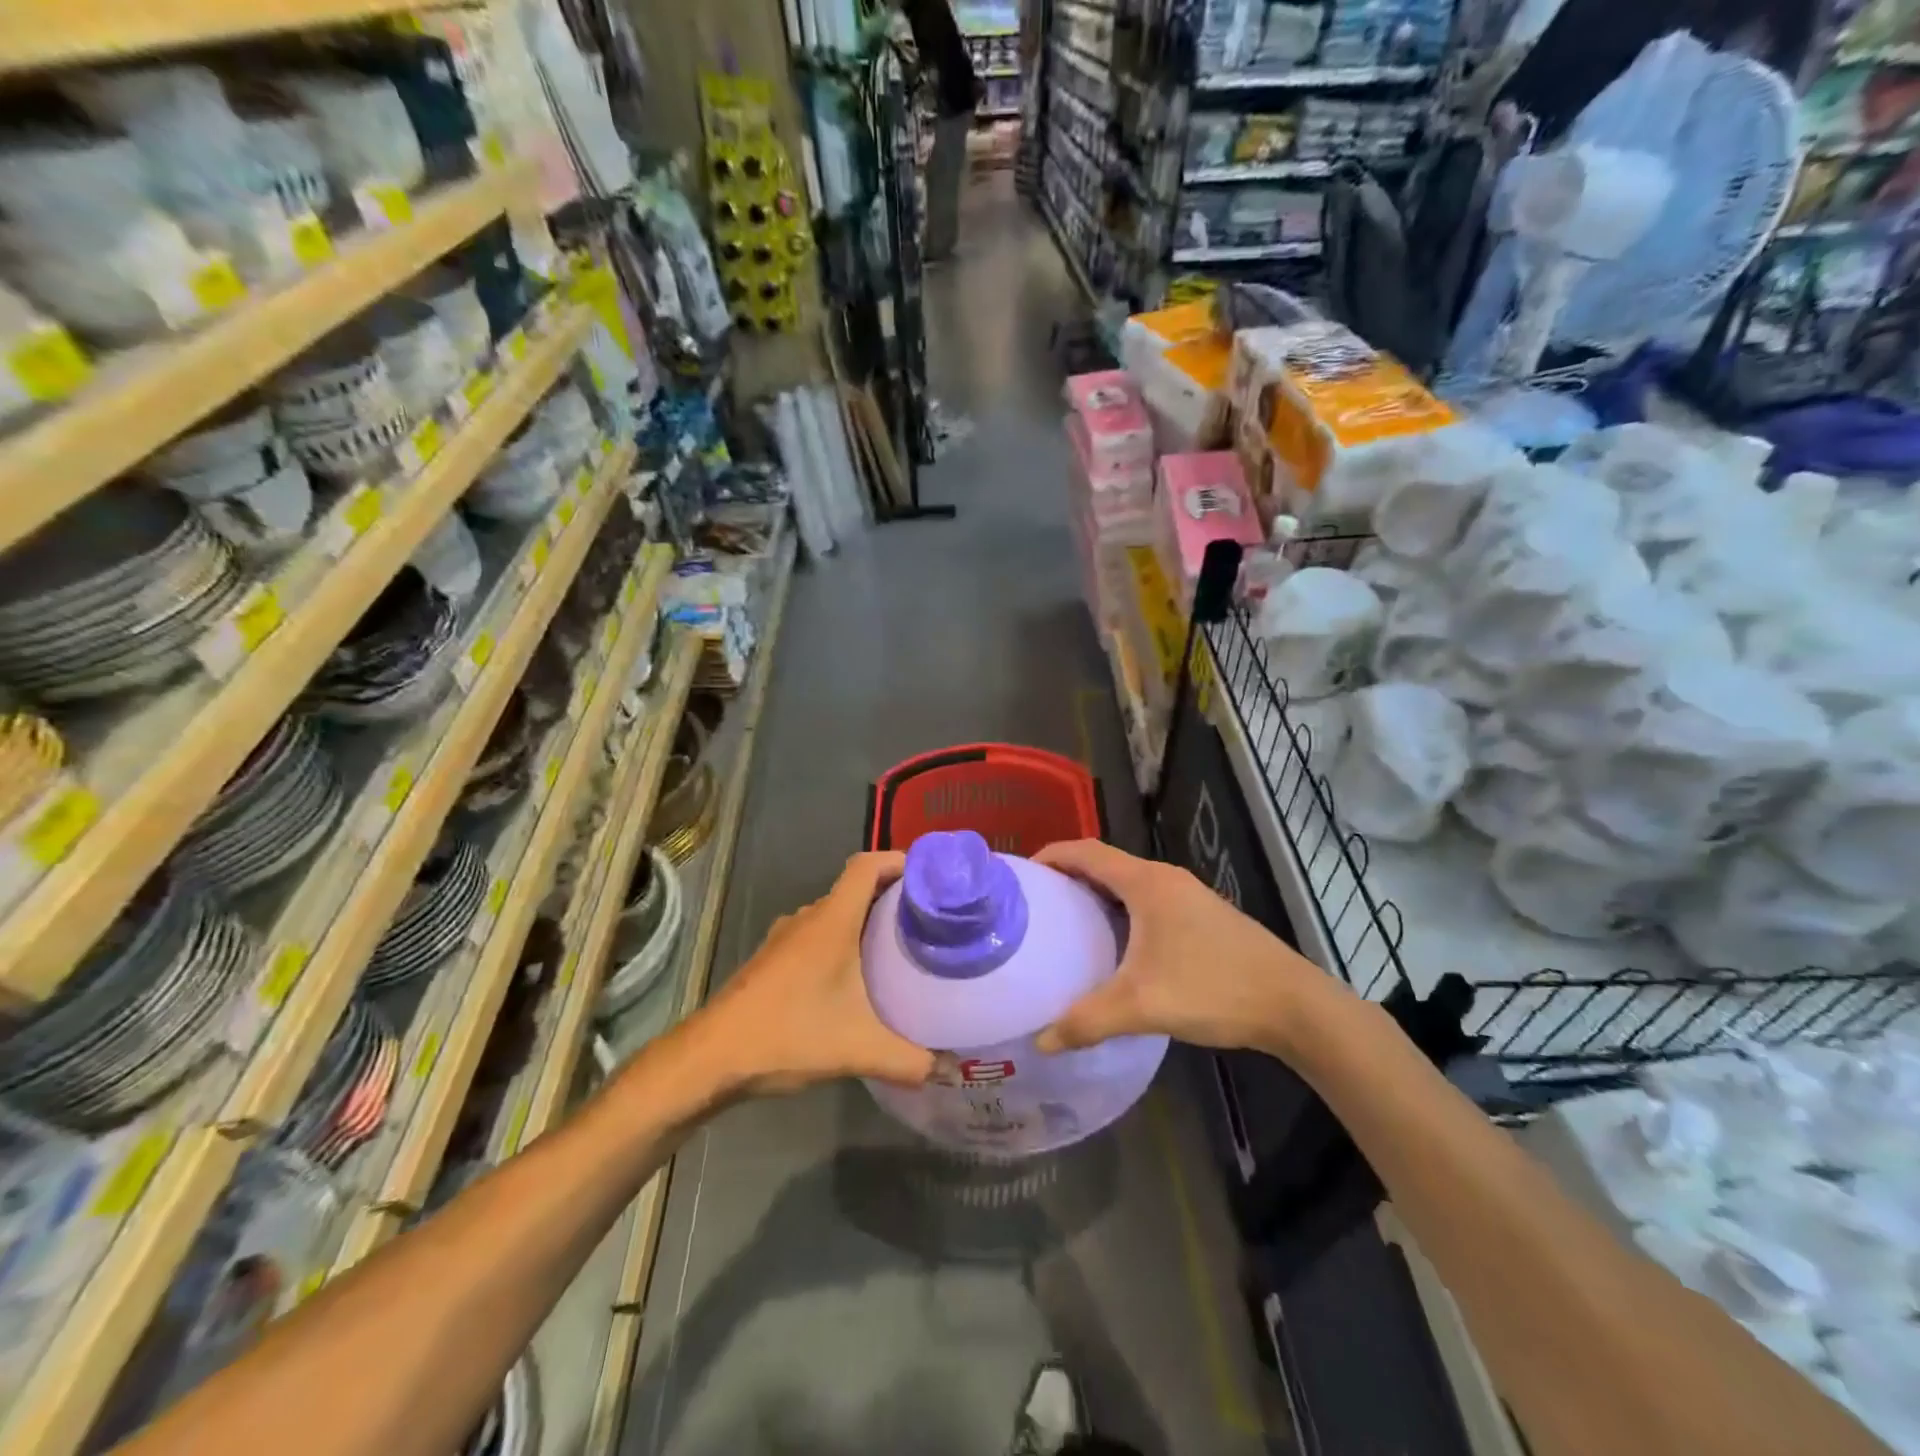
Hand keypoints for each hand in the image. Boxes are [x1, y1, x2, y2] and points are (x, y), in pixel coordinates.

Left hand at [700, 852, 934, 1094]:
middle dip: (891, 896)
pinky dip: (841, 941)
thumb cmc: (787, 1035)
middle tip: (927, 919)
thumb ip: (909, 1060)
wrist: (710, 1058)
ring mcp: (785, 938)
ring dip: (864, 921)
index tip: (930, 875)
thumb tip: (951, 1070)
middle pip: (855, 888)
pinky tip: (854, 978)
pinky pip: (816, 935)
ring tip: (898, 946)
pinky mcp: (772, 959)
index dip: (898, 860)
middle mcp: (808, 918)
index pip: (867, 866)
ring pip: (834, 914)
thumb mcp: (858, 1050)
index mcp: (832, 921)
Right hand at [1032, 840, 1338, 1055]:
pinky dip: (1122, 910)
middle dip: (1069, 876)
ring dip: (1098, 894)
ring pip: (1130, 883)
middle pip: (1106, 863)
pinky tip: (1117, 946)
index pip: (1087, 851)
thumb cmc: (1212, 989)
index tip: (1022, 875)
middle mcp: (1166, 878)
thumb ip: (1086, 1021)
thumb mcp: (1142, 1006)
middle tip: (1037, 905)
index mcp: (1146, 883)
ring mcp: (1188, 895)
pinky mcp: (1203, 915)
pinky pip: (1149, 900)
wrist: (1292, 1004)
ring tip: (1068, 924)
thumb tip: (1041, 1042)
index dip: (1052, 855)